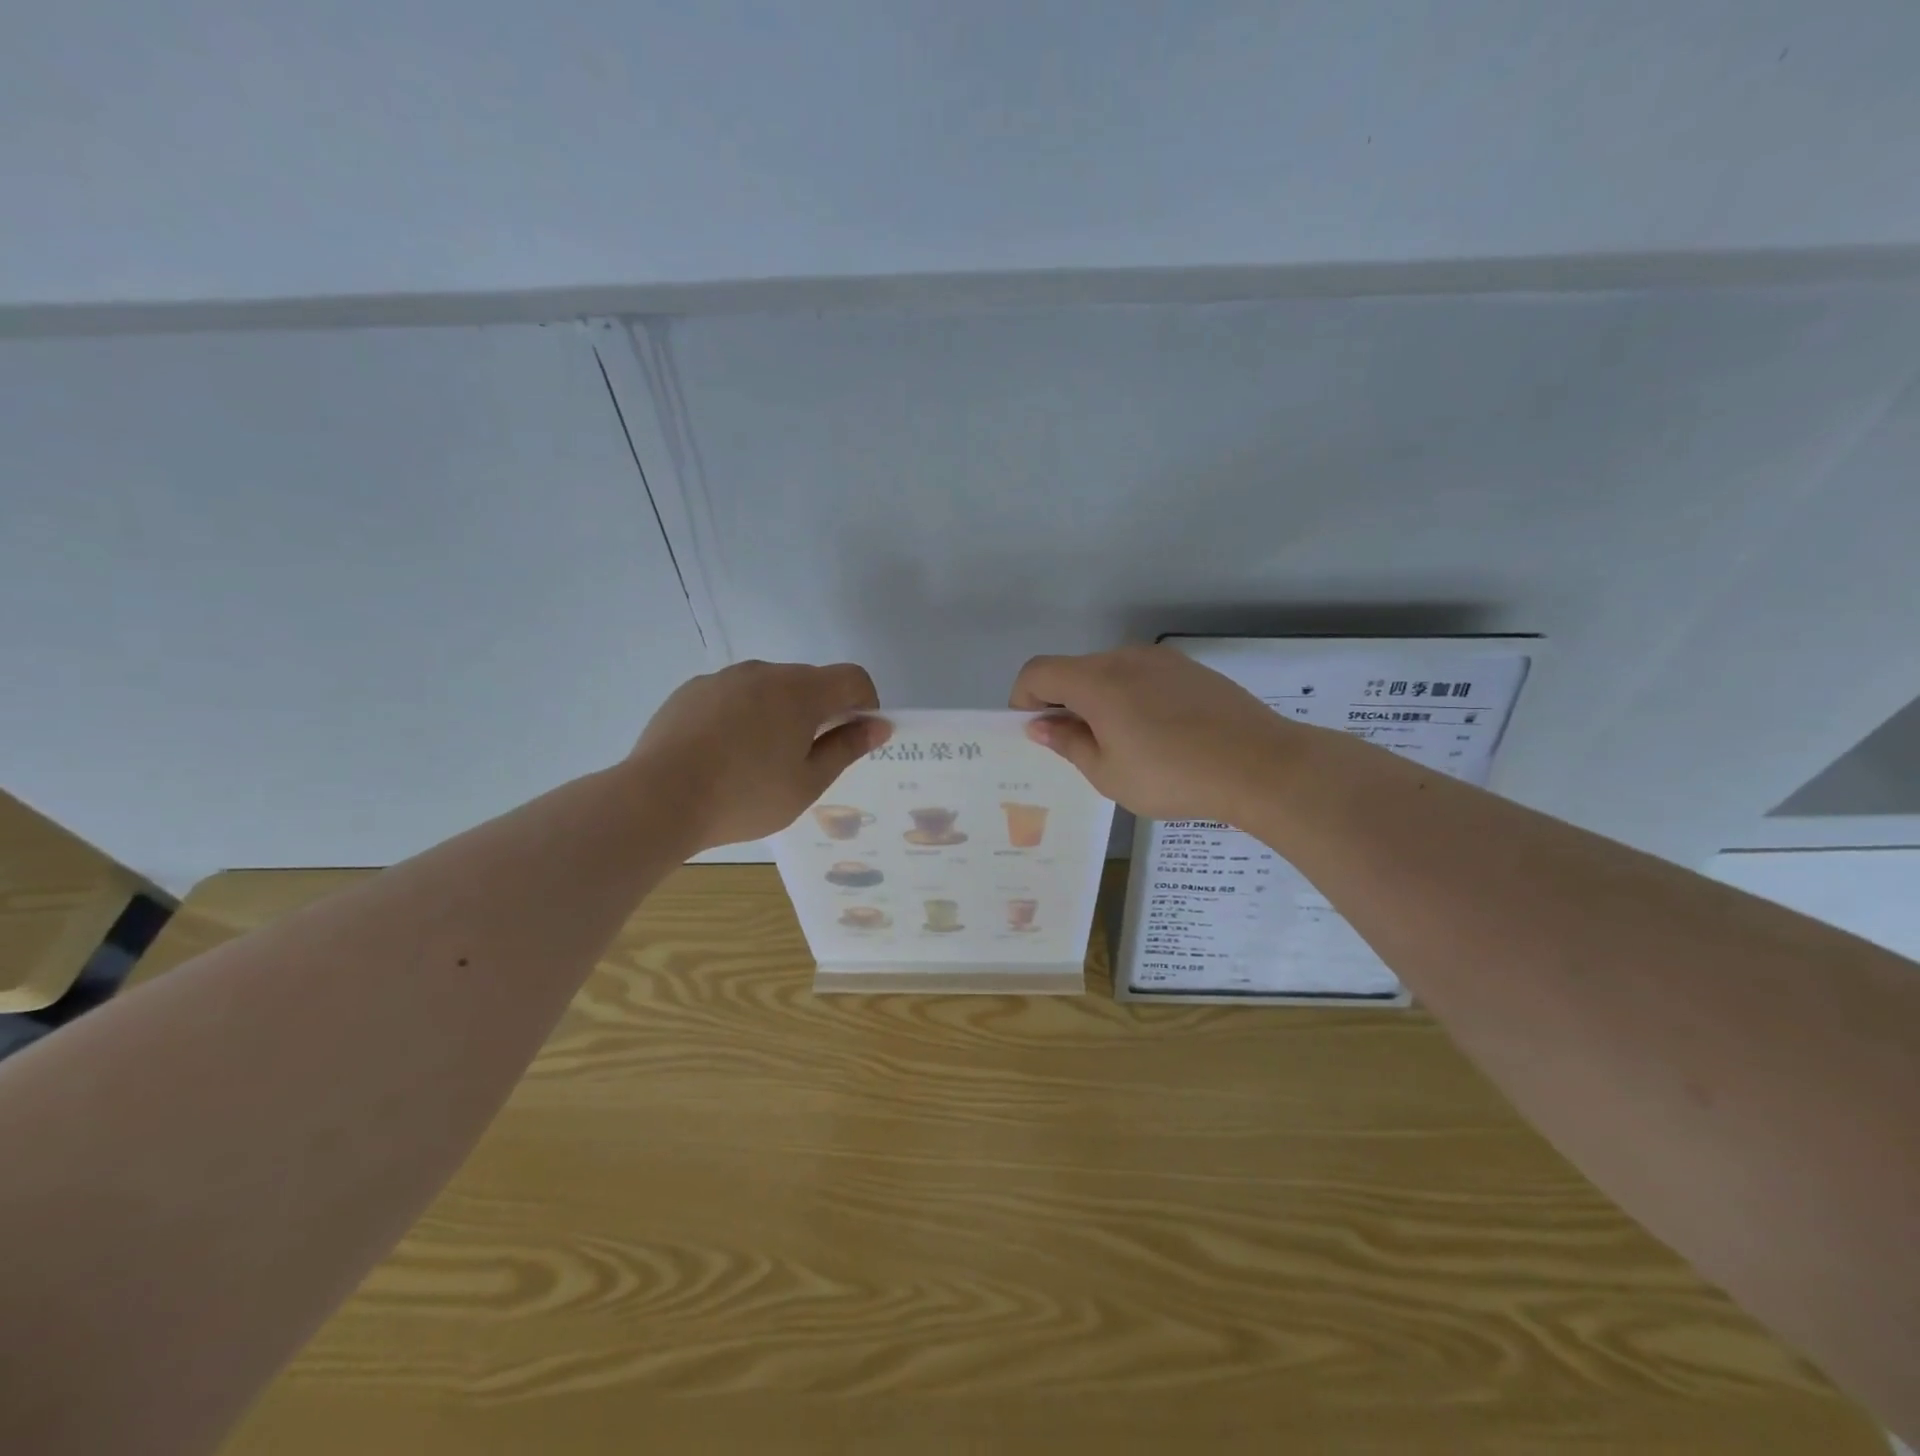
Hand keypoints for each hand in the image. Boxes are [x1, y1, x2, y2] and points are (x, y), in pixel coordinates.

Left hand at [631, 660, 887, 849]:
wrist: (658, 798)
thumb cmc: (745, 796)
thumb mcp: (807, 783)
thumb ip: (846, 748)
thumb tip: (879, 726)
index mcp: (800, 691)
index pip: (853, 678)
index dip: (865, 704)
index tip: (854, 737)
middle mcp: (765, 672)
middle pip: (811, 681)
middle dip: (821, 711)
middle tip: (807, 758)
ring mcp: (724, 678)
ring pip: (770, 687)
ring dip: (781, 712)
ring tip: (759, 759)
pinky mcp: (692, 690)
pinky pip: (734, 694)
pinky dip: (743, 714)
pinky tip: (723, 753)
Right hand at [1010, 646, 1307, 821]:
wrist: (1260, 765)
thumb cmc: (1173, 776)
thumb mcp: (1108, 773)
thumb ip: (1068, 743)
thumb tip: (1041, 725)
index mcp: (1096, 681)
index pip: (1038, 672)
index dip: (1023, 699)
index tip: (1036, 732)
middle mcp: (1124, 658)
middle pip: (1074, 670)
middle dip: (1062, 703)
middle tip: (1078, 748)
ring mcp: (1161, 660)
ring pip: (1110, 673)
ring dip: (1098, 701)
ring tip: (1123, 745)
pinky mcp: (1190, 669)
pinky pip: (1143, 677)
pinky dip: (1131, 698)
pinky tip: (1158, 736)